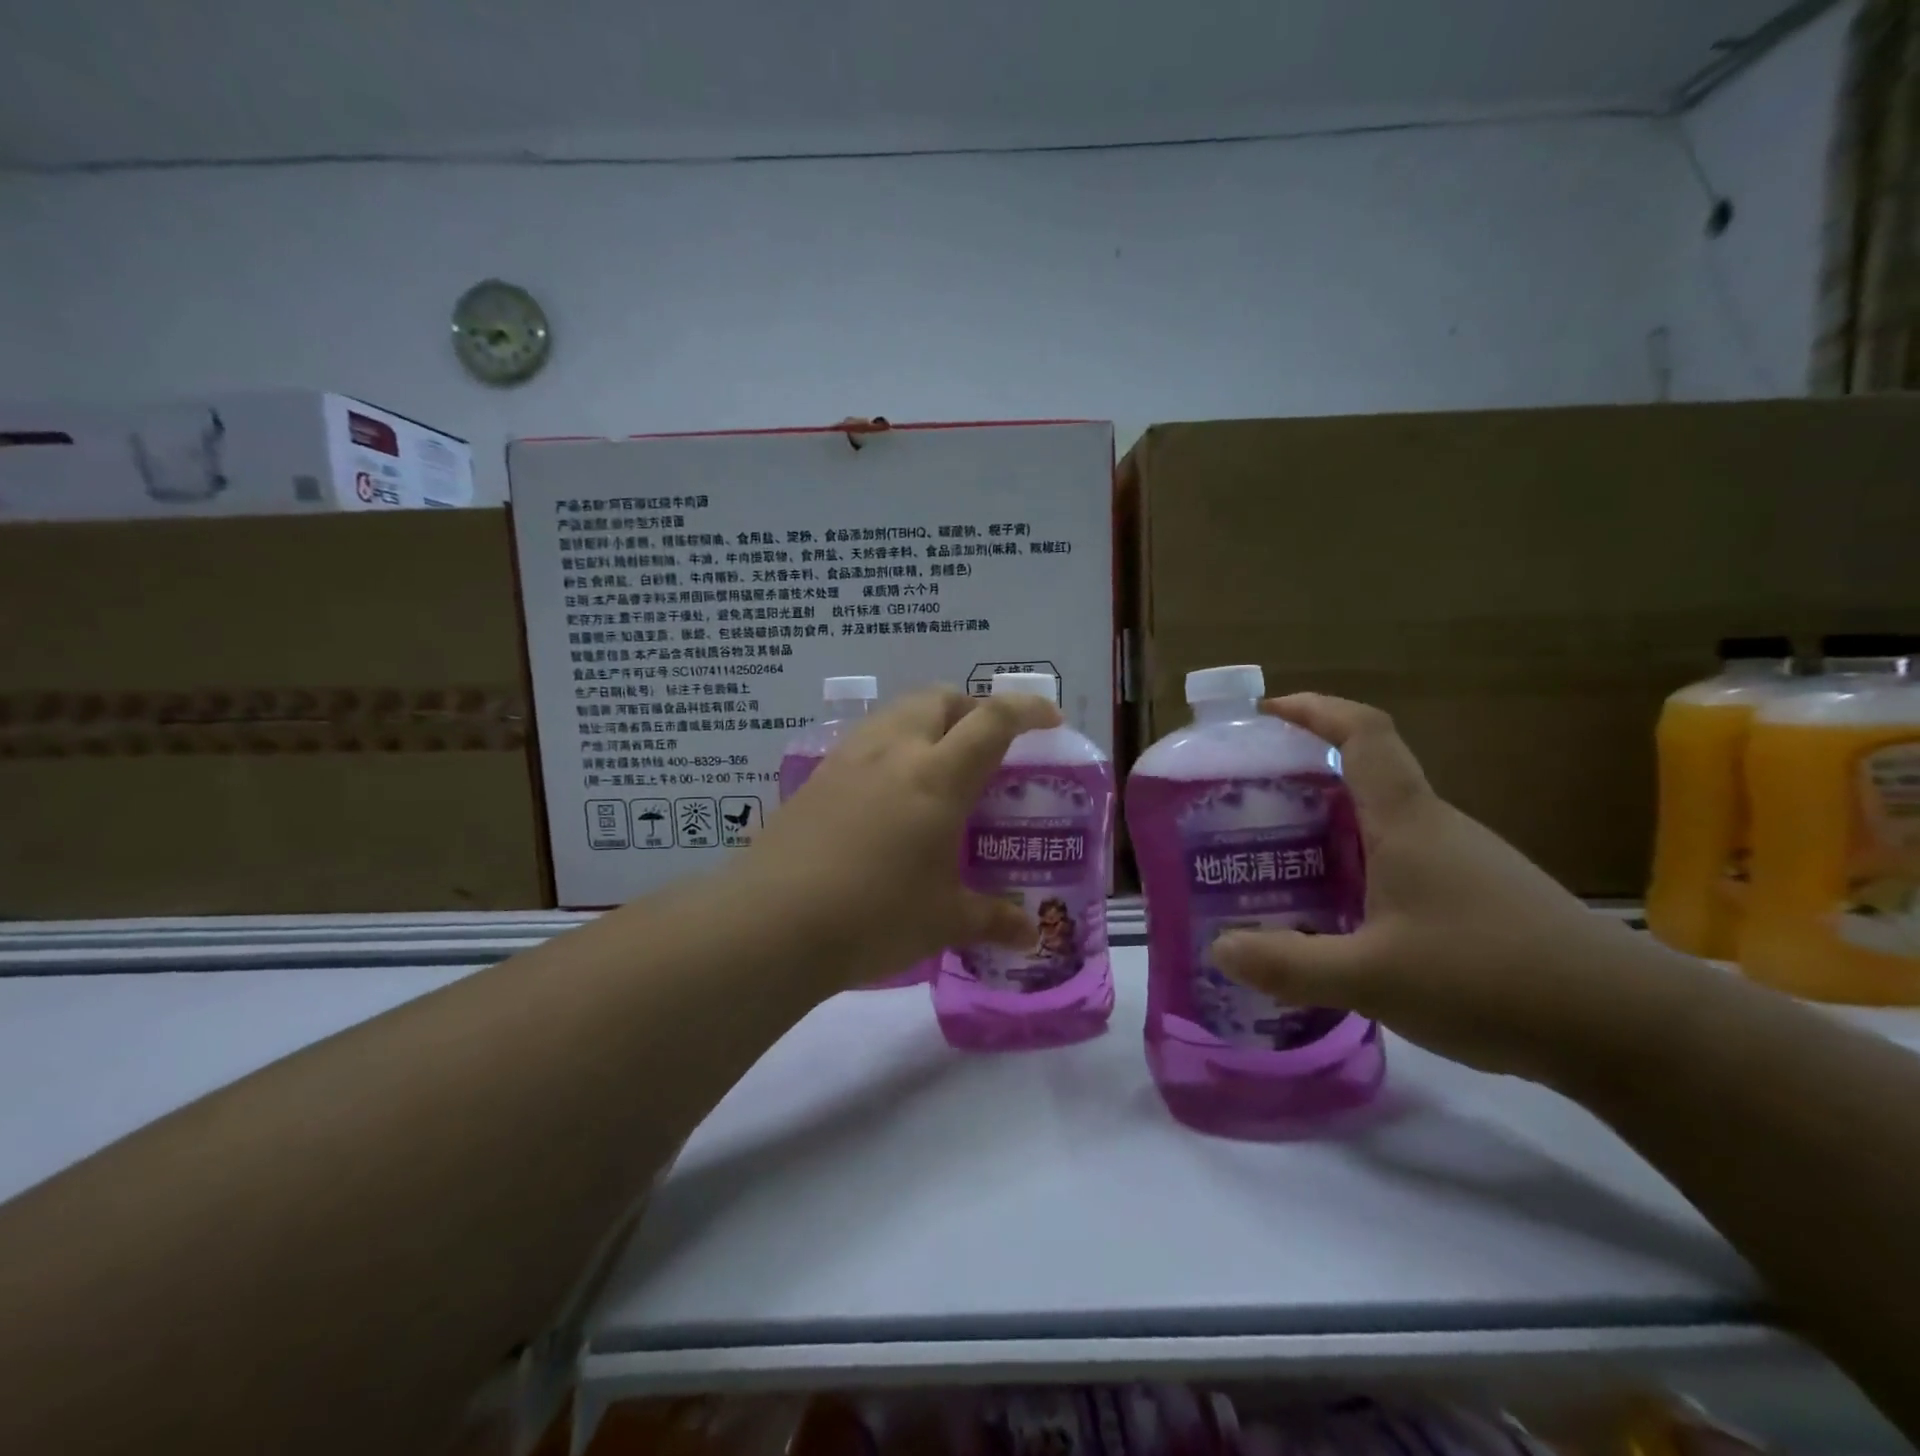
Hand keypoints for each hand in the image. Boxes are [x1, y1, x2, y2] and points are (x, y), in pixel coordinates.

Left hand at [740, 686, 1060, 990]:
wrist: (772, 922)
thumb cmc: (874, 916)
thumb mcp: (943, 920)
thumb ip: (992, 919)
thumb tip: (1030, 934)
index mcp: (938, 776)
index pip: (993, 720)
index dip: (1027, 709)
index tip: (1049, 720)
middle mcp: (894, 751)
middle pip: (940, 698)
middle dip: (972, 707)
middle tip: (987, 744)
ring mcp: (849, 759)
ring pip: (898, 712)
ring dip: (928, 721)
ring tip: (938, 764)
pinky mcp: (816, 777)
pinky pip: (865, 740)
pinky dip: (891, 745)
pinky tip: (888, 792)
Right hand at [1210, 694, 1683, 1084]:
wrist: (1631, 1029)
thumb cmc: (1491, 978)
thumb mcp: (1372, 978)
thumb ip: (1290, 964)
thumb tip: (1219, 949)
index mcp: (1407, 821)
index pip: (1364, 733)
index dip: (1315, 710)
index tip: (1266, 714)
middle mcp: (1436, 827)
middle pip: (1366, 774)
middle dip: (1304, 776)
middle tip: (1249, 807)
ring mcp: (1465, 862)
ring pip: (1385, 822)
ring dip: (1331, 827)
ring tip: (1281, 862)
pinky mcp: (1482, 898)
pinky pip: (1403, 860)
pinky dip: (1361, 866)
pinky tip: (1343, 915)